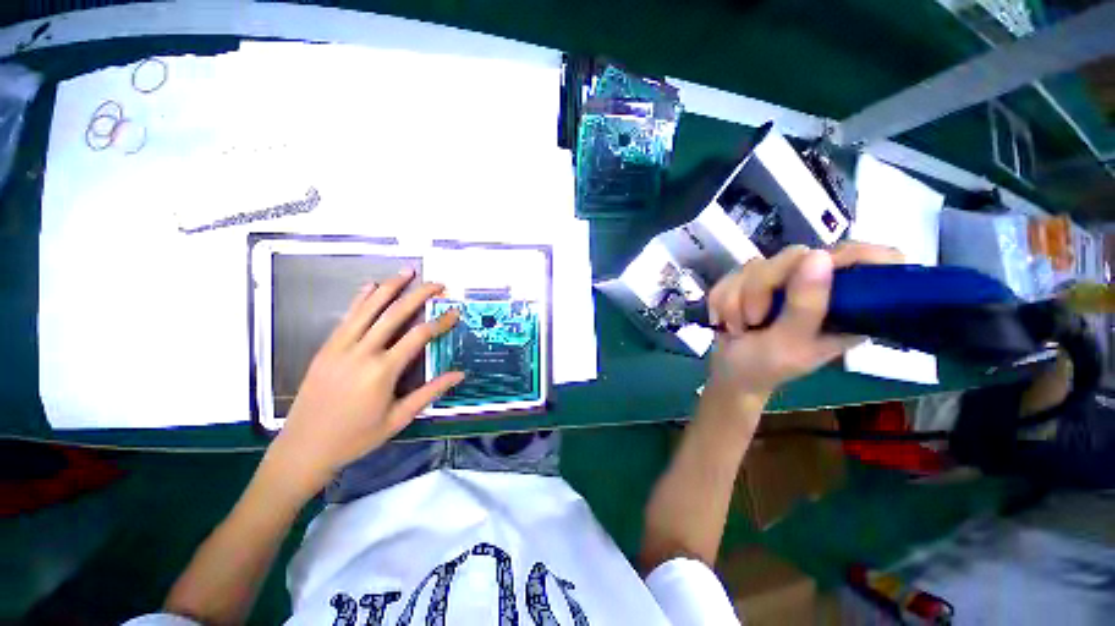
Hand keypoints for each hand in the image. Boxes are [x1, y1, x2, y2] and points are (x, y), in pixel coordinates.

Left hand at [263, 268, 463, 495]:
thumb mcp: (399, 418)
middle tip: (437, 283)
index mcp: (382, 370)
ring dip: (389, 287)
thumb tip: (459, 374)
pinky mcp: (326, 348)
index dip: (441, 321)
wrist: (303, 448)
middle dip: (419, 294)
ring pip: (368, 308)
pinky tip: (370, 286)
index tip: (455, 311)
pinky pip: (347, 317)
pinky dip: (361, 299)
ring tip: (407, 272)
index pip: (419, 335)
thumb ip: (430, 392)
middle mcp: (362, 352)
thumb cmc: (356, 437)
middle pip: (395, 313)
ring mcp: (340, 347)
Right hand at [706, 242, 902, 400]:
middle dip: (760, 288)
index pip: (876, 261)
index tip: (819, 269)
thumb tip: (819, 256)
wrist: (727, 372)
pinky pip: (733, 274)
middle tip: (754, 319)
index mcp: (847, 306)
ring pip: (756, 265)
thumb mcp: (789, 344)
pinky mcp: (753, 280)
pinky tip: (726, 319)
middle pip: (797, 256)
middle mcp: (818, 286)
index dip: (857, 255)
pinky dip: (722, 299)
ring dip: (736, 299)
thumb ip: (805, 306)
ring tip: (739, 327)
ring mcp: (783, 281)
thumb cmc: (764, 367)